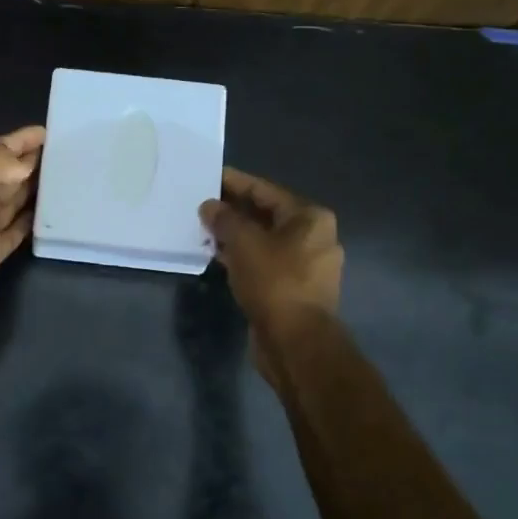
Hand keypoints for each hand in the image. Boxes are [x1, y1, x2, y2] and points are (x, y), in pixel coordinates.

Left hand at [0, 125, 44, 351]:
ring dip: (35, 188)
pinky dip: (30, 220)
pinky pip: (15, 229)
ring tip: (65, 182)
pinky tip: (48, 218)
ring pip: (13, 199)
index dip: (22, 139)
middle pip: (8, 173)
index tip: (52, 132)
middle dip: (33, 161)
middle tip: (68, 155)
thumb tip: (24, 162)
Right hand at [199, 168, 342, 382]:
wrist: (295, 342)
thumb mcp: (244, 242)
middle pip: (267, 215)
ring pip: (264, 241)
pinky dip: (243, 257)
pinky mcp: (294, 289)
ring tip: (204, 230)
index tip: (210, 176)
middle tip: (202, 205)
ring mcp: (307, 266)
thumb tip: (209, 206)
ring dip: (236, 235)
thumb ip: (224, 219)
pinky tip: (218, 256)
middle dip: (234, 211)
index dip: (235, 183)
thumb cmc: (274, 281)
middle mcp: (315, 238)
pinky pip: (265, 263)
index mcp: (310, 218)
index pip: (266, 191)